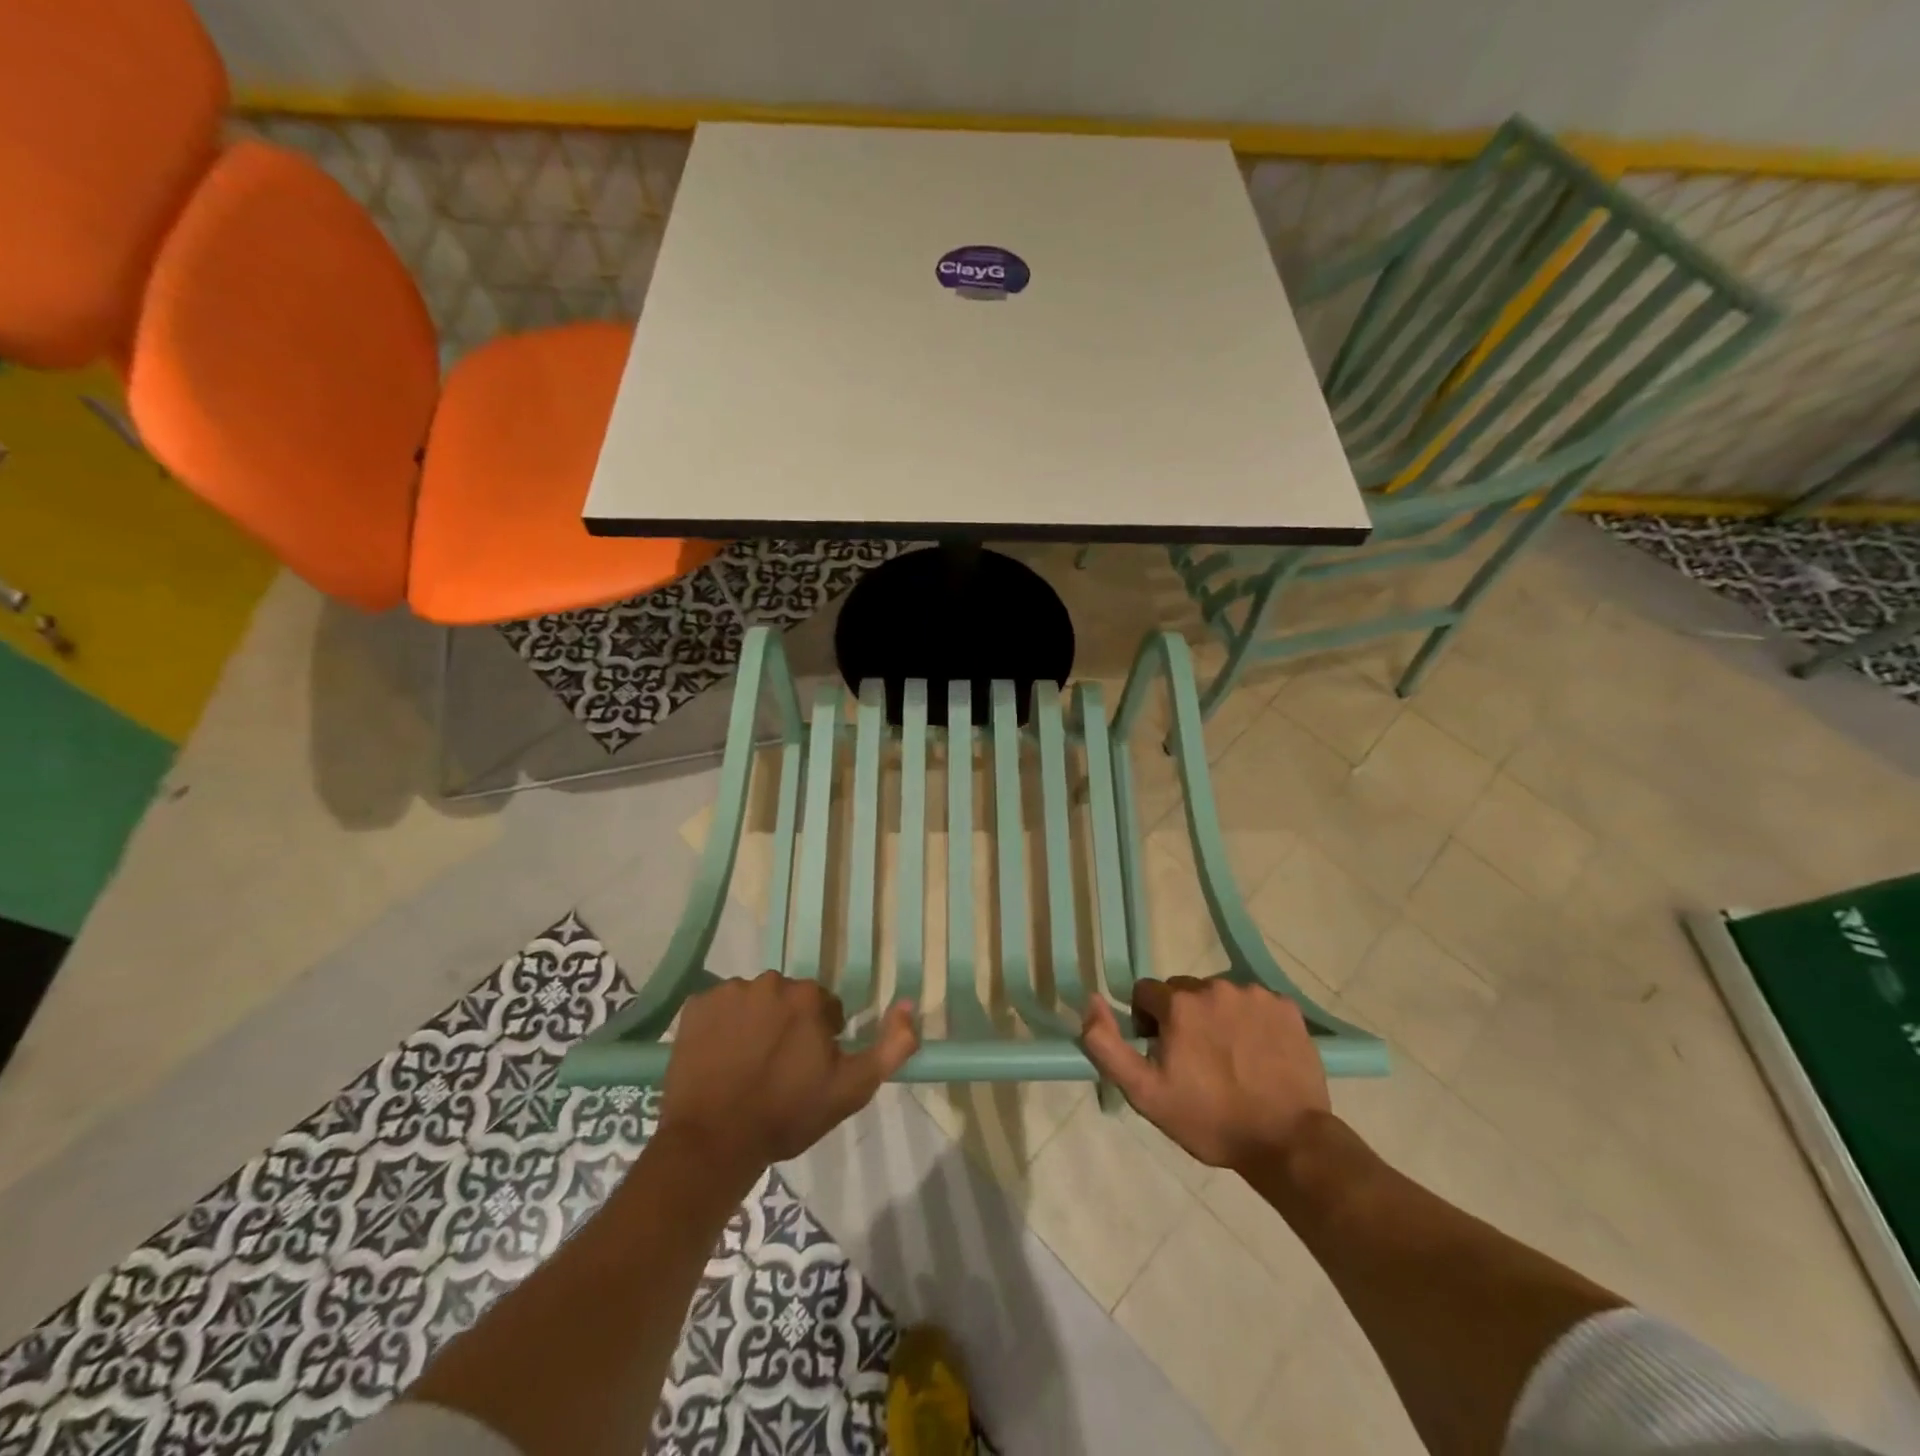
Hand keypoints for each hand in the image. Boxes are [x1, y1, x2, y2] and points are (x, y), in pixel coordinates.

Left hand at [658, 973, 917, 1183]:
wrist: (713, 1142)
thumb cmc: (787, 1115)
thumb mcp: (852, 1088)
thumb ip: (891, 1046)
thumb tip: (908, 1004)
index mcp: (808, 998)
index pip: (824, 1008)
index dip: (820, 1039)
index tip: (807, 1070)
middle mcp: (770, 982)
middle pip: (787, 1000)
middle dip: (787, 1026)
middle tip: (777, 1070)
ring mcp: (729, 992)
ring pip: (753, 1002)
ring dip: (755, 1024)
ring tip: (746, 1066)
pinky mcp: (696, 1006)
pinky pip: (718, 1008)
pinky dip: (721, 1026)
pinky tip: (720, 1058)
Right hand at [1081, 977, 1329, 1171]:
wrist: (1288, 1143)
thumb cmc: (1210, 1120)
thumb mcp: (1144, 1092)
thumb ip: (1106, 1044)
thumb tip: (1092, 1000)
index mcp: (1179, 1003)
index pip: (1146, 993)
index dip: (1148, 1022)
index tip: (1162, 1054)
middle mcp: (1215, 986)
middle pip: (1184, 991)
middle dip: (1182, 1017)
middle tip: (1196, 1060)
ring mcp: (1255, 995)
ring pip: (1220, 996)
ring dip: (1217, 1017)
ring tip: (1230, 1059)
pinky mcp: (1286, 1007)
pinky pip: (1255, 1004)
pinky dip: (1251, 1021)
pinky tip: (1258, 1054)